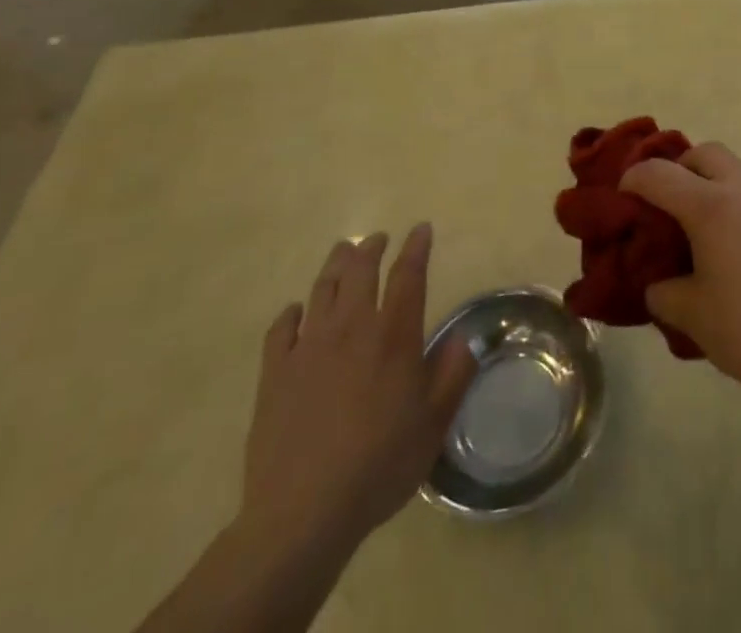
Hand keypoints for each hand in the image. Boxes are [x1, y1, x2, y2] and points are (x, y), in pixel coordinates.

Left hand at [238, 226, 476, 565]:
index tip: (421, 229)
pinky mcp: (275, 373)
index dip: (416, 247)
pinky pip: (282, 328)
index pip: (408, 275)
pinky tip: (297, 312)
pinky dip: (292, 312)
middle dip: (371, 247)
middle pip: (360, 270)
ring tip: (343, 253)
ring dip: (335, 265)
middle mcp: (352, 327)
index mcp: (393, 335)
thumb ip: (453, 374)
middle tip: (378, 239)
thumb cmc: (379, 464)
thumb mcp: (434, 423)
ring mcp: (309, 347)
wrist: (303, 512)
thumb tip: (465, 338)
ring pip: (322, 289)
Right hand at [619, 142, 740, 400]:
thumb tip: (660, 284)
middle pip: (706, 153)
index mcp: (711, 206)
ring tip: (714, 230)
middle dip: (682, 168)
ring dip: (719, 186)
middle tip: (671, 202)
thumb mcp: (691, 315)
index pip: (659, 174)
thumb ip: (664, 291)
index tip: (625, 193)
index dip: (635, 178)